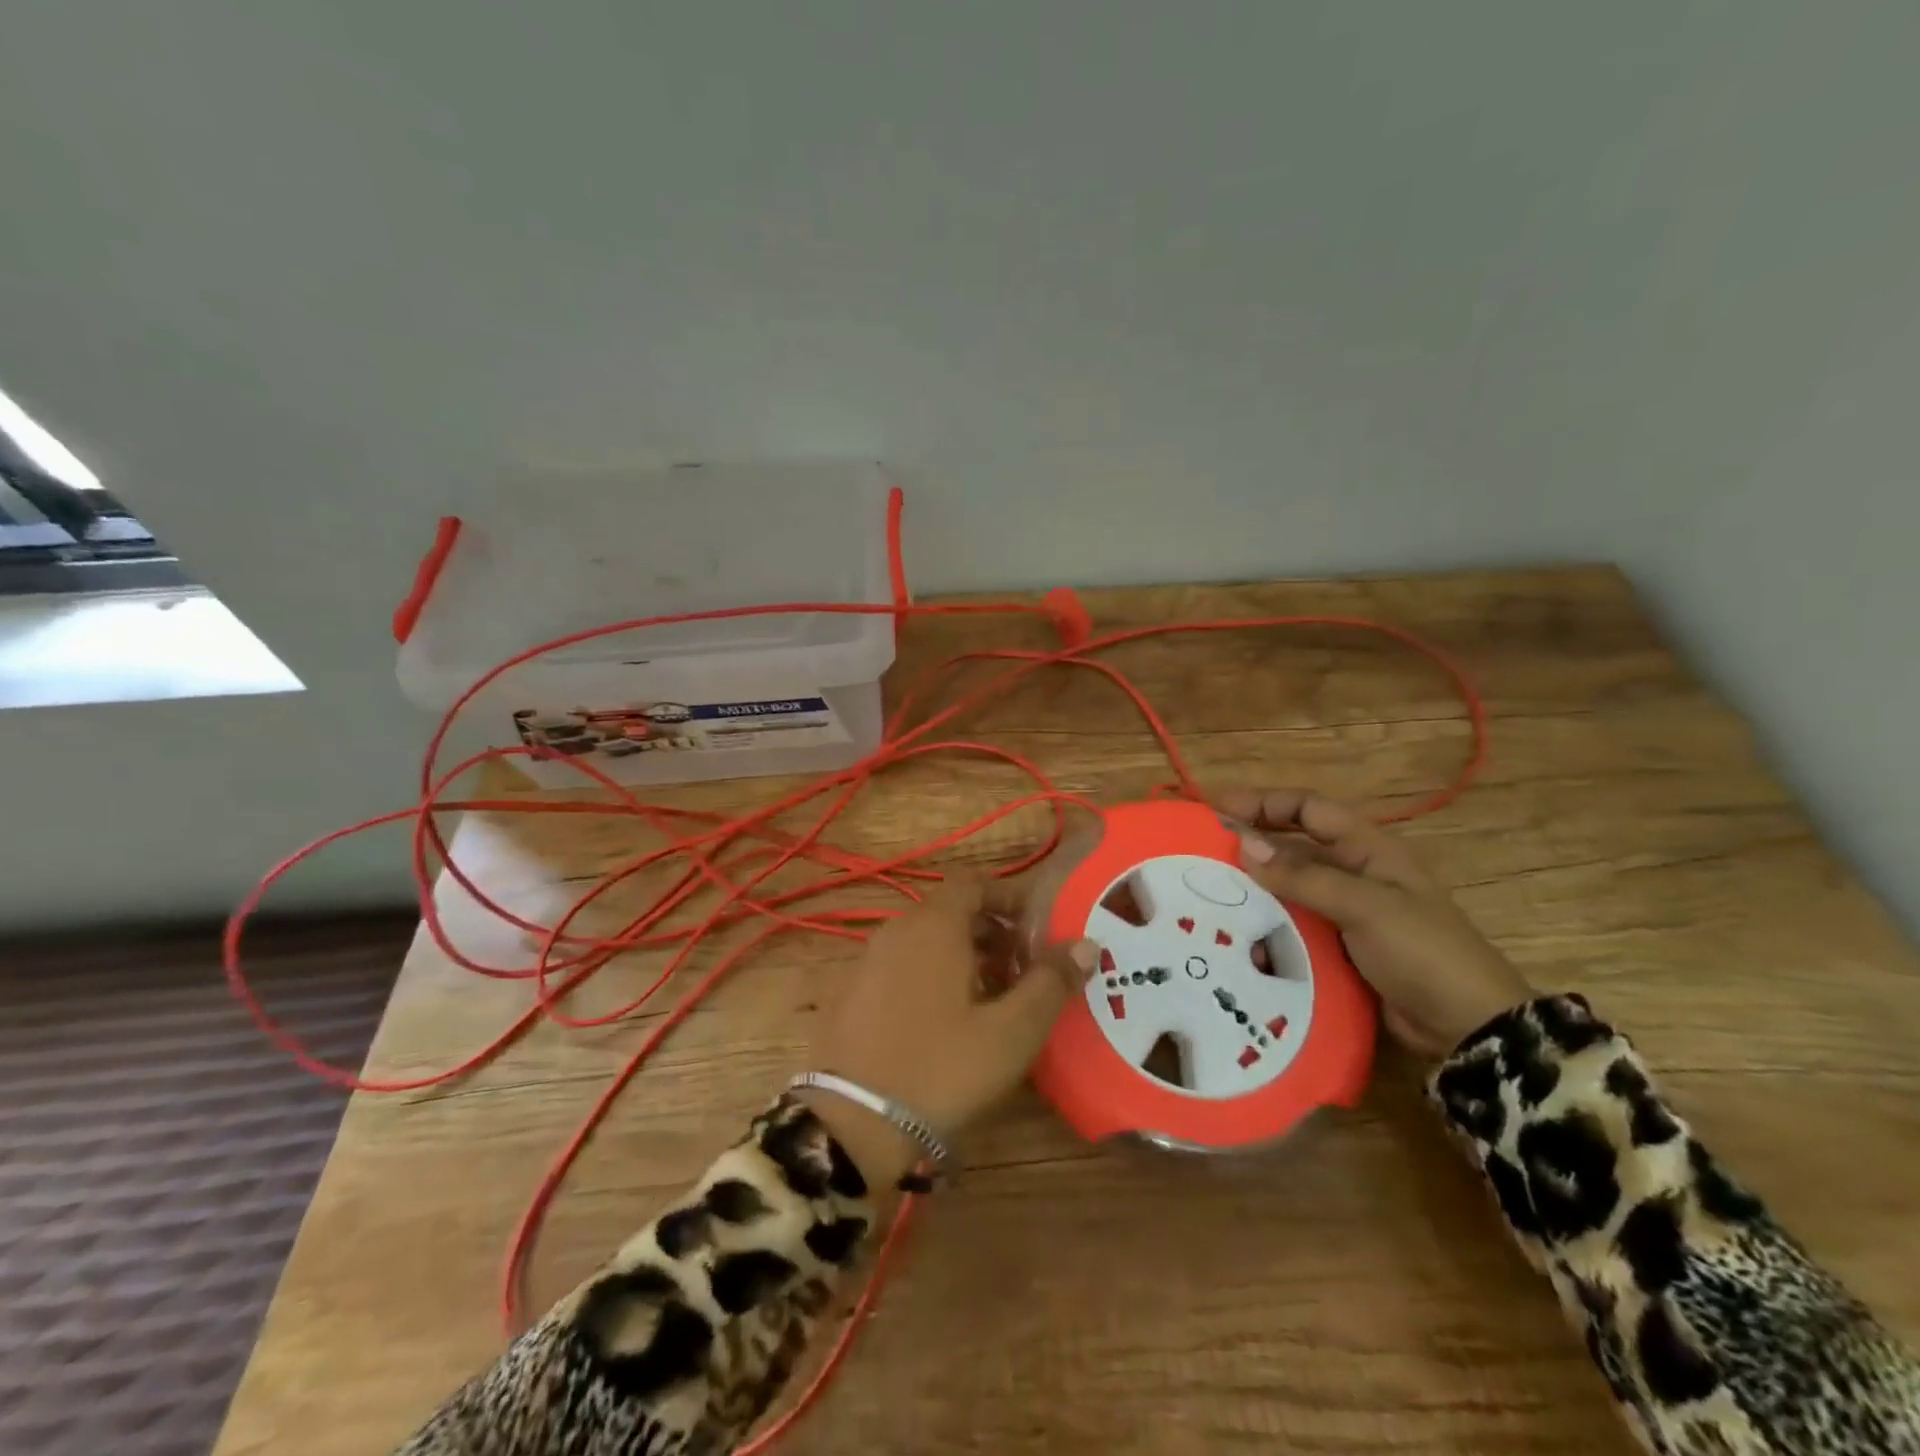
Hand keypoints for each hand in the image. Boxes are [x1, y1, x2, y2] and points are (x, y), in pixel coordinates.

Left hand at [803, 879, 1098, 1178]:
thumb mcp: (1010, 1032)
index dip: (1008, 898)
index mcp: (933, 926)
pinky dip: (931, 977)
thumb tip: (1086, 944)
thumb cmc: (942, 1069)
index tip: (1036, 929)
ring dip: (963, 958)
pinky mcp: (851, 995)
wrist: (851, 1126)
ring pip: (925, 942)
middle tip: (1023, 972)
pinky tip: (947, 1025)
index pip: (973, 883)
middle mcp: (896, 931)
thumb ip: (1050, 983)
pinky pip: (901, 968)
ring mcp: (867, 962)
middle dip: (992, 933)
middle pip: (950, 912)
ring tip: (992, 1002)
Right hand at [1215, 789, 1532, 1059]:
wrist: (1467, 1026)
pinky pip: (1293, 922)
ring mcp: (1345, 910)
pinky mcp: (1338, 945)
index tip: (1218, 809)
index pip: (1308, 807)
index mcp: (1368, 848)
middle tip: (1203, 850)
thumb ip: (1304, 876)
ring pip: (1288, 886)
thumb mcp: (1365, 906)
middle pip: (1293, 844)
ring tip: (1209, 893)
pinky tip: (1238, 934)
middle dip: (1251, 842)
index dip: (1264, 802)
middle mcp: (1353, 871)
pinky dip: (1266, 923)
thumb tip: (1244, 844)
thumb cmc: (1422, 952)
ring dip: (1254, 886)